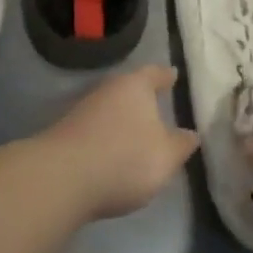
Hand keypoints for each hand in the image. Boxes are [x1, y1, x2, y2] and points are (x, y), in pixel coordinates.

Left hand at [40, 65, 198, 218]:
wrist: (60, 178)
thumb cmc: (124, 159)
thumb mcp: (165, 157)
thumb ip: (181, 144)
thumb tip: (191, 134)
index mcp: (135, 86)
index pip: (154, 74)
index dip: (165, 76)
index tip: (173, 75)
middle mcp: (107, 90)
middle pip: (129, 89)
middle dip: (142, 97)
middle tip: (157, 103)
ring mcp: (82, 110)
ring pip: (110, 108)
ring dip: (122, 118)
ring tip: (136, 131)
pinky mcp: (66, 133)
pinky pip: (95, 128)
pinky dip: (106, 135)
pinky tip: (111, 150)